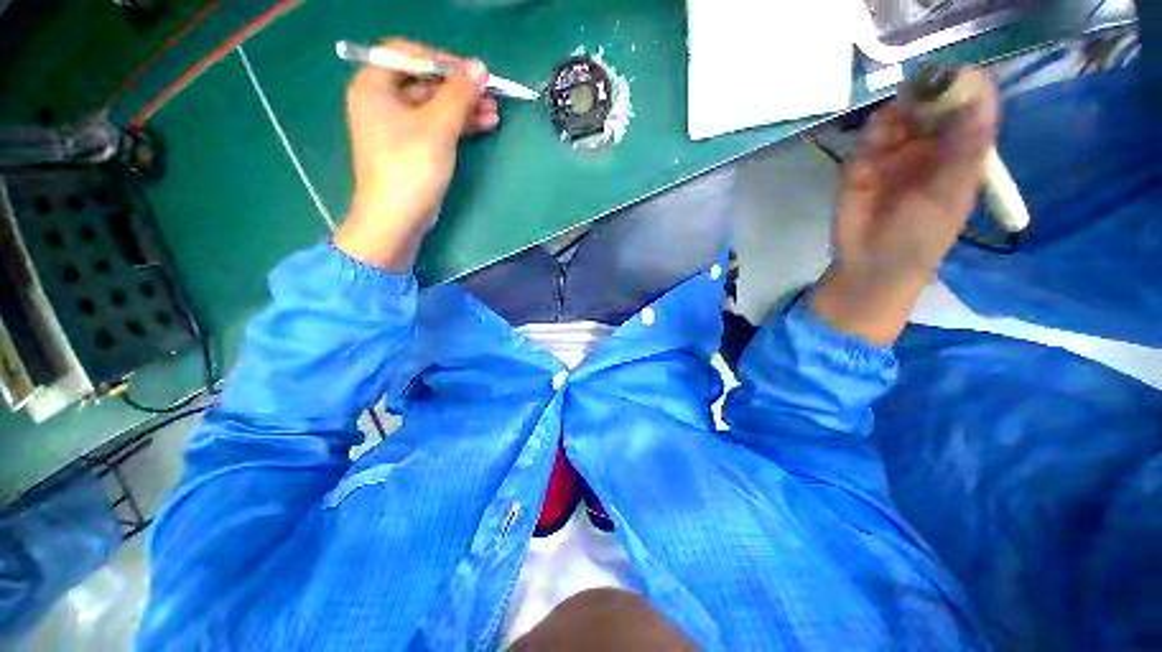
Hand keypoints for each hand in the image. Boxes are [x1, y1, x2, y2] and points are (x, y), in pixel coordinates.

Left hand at [333, 39, 499, 270]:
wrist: (397, 218)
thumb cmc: (411, 167)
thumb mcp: (437, 127)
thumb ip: (459, 95)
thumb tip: (480, 67)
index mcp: (374, 85)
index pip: (407, 53)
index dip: (441, 59)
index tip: (471, 72)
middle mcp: (381, 100)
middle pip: (424, 81)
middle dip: (459, 88)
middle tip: (490, 93)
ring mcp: (397, 126)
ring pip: (434, 106)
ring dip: (464, 107)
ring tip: (494, 111)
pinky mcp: (411, 148)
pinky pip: (436, 126)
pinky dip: (458, 124)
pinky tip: (483, 124)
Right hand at [811, 69, 998, 345]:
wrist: (870, 264)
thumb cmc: (920, 238)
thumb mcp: (952, 196)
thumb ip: (965, 151)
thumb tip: (978, 101)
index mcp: (961, 153)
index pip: (971, 109)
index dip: (967, 88)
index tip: (956, 75)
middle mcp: (930, 146)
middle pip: (935, 103)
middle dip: (929, 91)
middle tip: (921, 86)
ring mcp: (894, 154)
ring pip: (901, 114)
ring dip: (900, 109)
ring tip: (896, 120)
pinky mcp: (862, 164)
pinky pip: (870, 136)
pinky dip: (874, 130)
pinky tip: (876, 139)